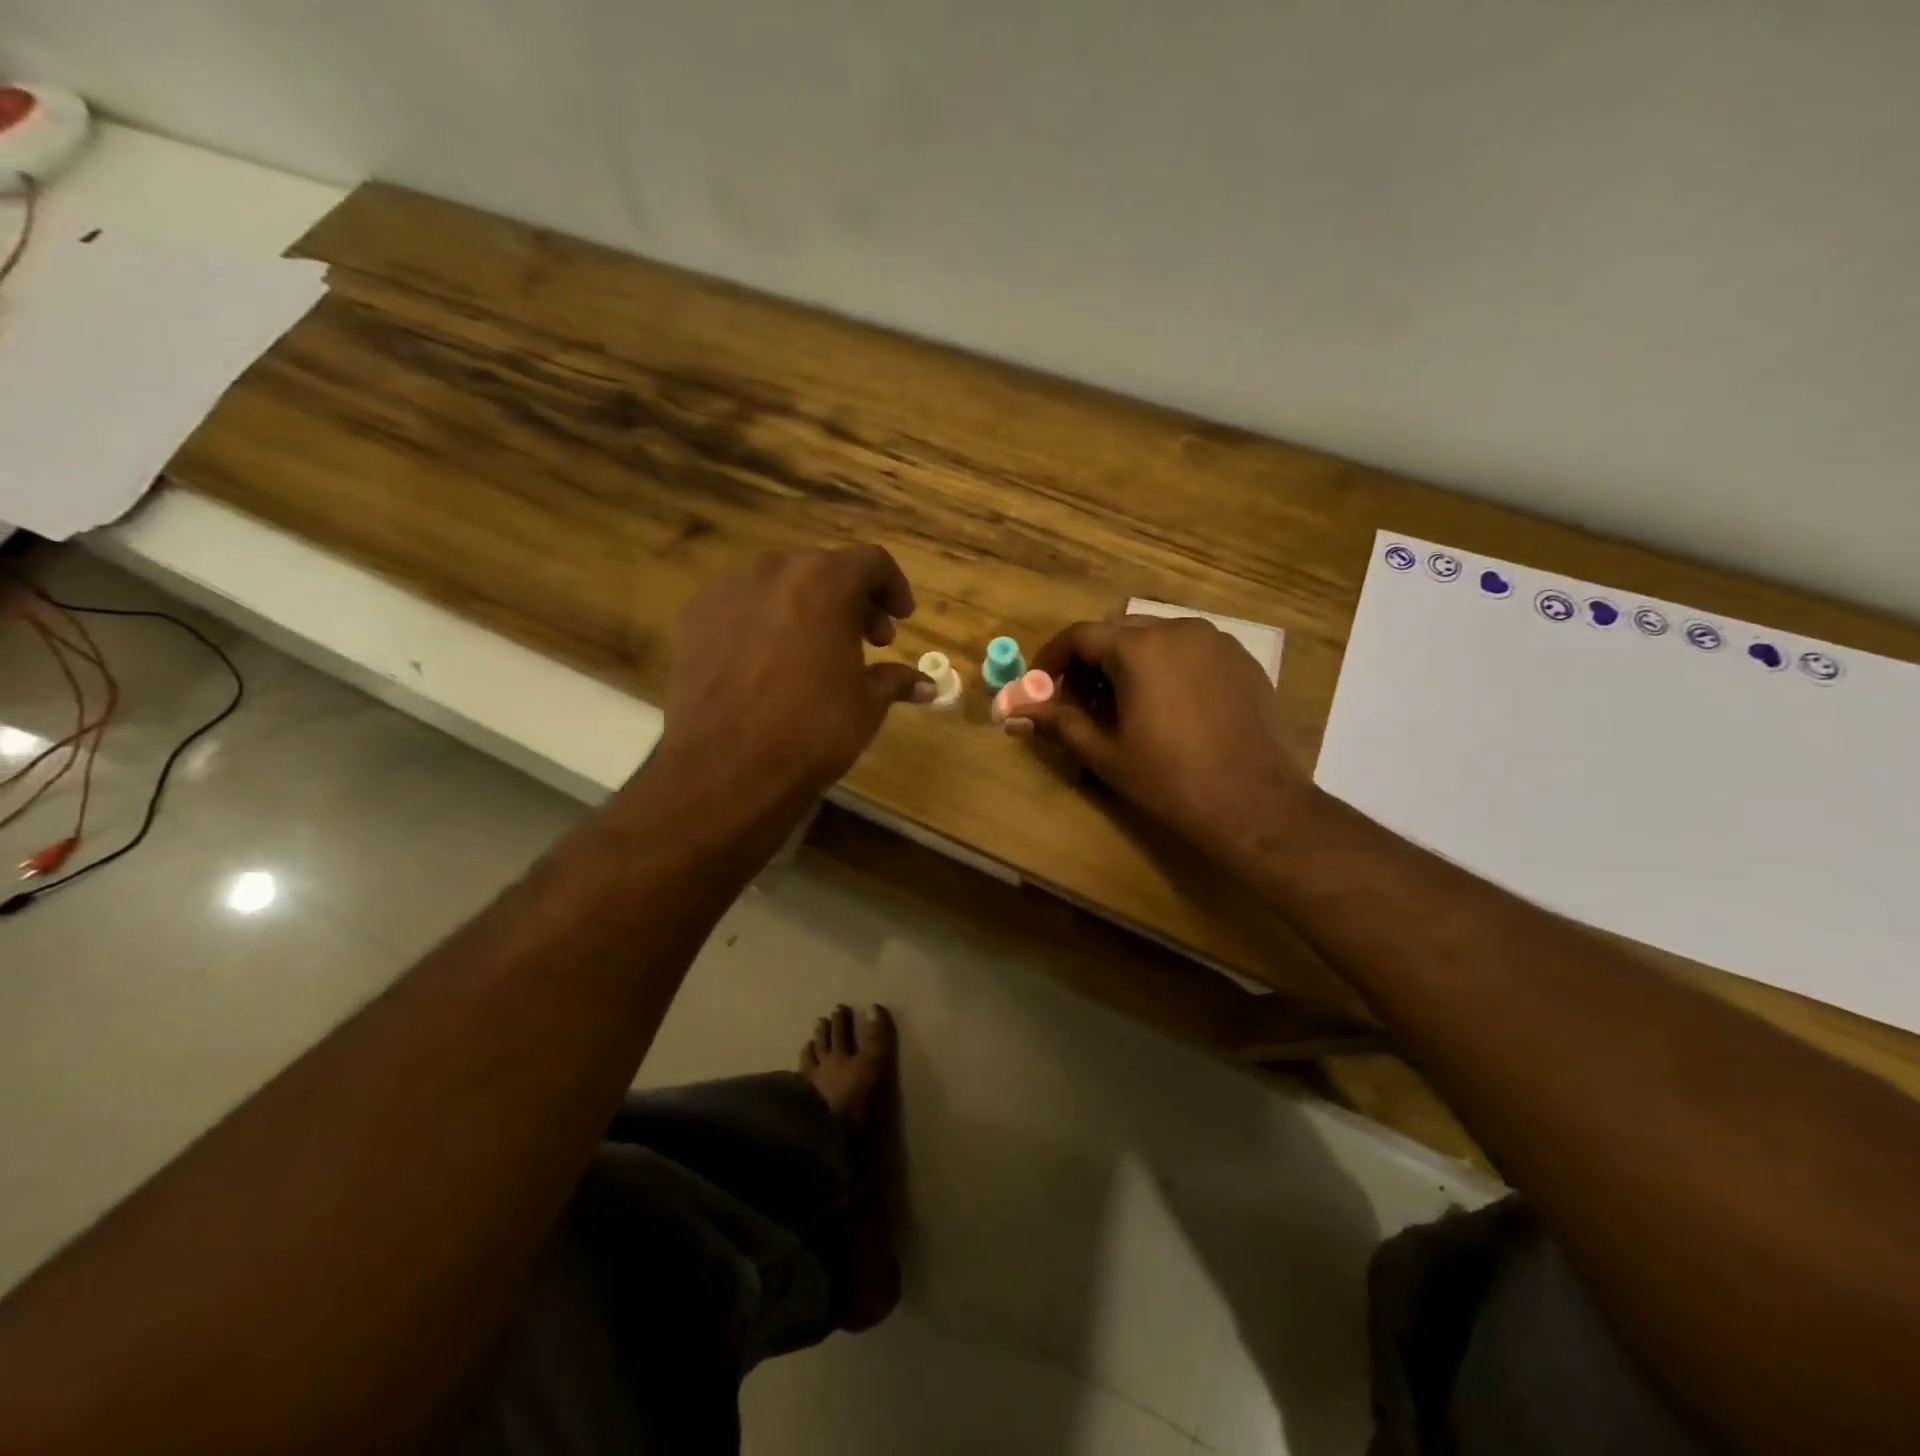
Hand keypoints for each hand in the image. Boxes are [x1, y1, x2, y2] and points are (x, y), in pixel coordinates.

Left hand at [653, 546, 930, 815]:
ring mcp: (726, 591)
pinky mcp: (693, 618)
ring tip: (816, 650)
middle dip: (851, 600)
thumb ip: (896, 680)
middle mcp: (773, 571)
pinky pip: (741, 606)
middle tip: (867, 639)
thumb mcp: (866, 705)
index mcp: (824, 582)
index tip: (901, 619)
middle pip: (823, 570)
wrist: (726, 768)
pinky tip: (768, 662)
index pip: (871, 563)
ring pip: (779, 584)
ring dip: (806, 607)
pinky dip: (763, 621)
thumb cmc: (812, 730)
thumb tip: (927, 685)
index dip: (894, 588)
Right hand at [1006, 615, 1314, 868]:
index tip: (1040, 687)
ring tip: (1125, 708)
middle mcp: (1178, 630)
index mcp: (1140, 648)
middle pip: (1117, 633)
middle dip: (1090, 663)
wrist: (1255, 804)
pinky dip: (1166, 668)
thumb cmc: (1170, 780)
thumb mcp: (1106, 754)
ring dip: (1128, 663)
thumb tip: (1015, 712)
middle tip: (1080, 704)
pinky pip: (1190, 651)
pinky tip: (1168, 708)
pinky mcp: (1242, 660)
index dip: (1052, 659)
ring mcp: (1216, 642)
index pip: (1080, 636)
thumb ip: (1059, 723)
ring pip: (1155, 638)